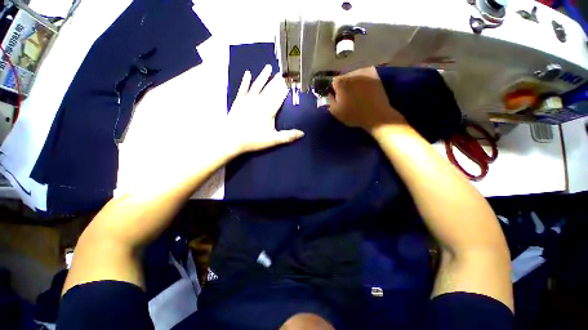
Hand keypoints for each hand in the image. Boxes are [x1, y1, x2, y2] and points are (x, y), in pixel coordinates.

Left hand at [226, 65, 303, 155]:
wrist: (231, 139)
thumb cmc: (253, 140)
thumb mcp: (273, 140)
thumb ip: (287, 136)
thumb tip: (302, 133)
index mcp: (268, 111)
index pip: (278, 98)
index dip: (284, 91)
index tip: (289, 83)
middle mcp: (259, 102)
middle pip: (269, 90)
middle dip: (276, 82)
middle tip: (281, 73)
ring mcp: (247, 101)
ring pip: (257, 86)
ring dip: (263, 76)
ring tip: (268, 67)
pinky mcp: (238, 102)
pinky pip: (243, 89)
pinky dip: (245, 81)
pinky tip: (247, 74)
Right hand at [328, 66, 405, 132]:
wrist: (376, 116)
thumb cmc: (354, 115)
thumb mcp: (336, 112)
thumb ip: (330, 101)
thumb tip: (330, 93)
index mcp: (341, 83)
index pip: (333, 82)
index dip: (334, 90)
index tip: (337, 97)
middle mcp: (351, 74)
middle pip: (344, 77)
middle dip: (344, 85)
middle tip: (347, 96)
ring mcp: (364, 73)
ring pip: (354, 75)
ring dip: (353, 82)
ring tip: (357, 93)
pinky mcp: (375, 75)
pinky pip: (365, 75)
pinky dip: (363, 80)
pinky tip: (364, 89)